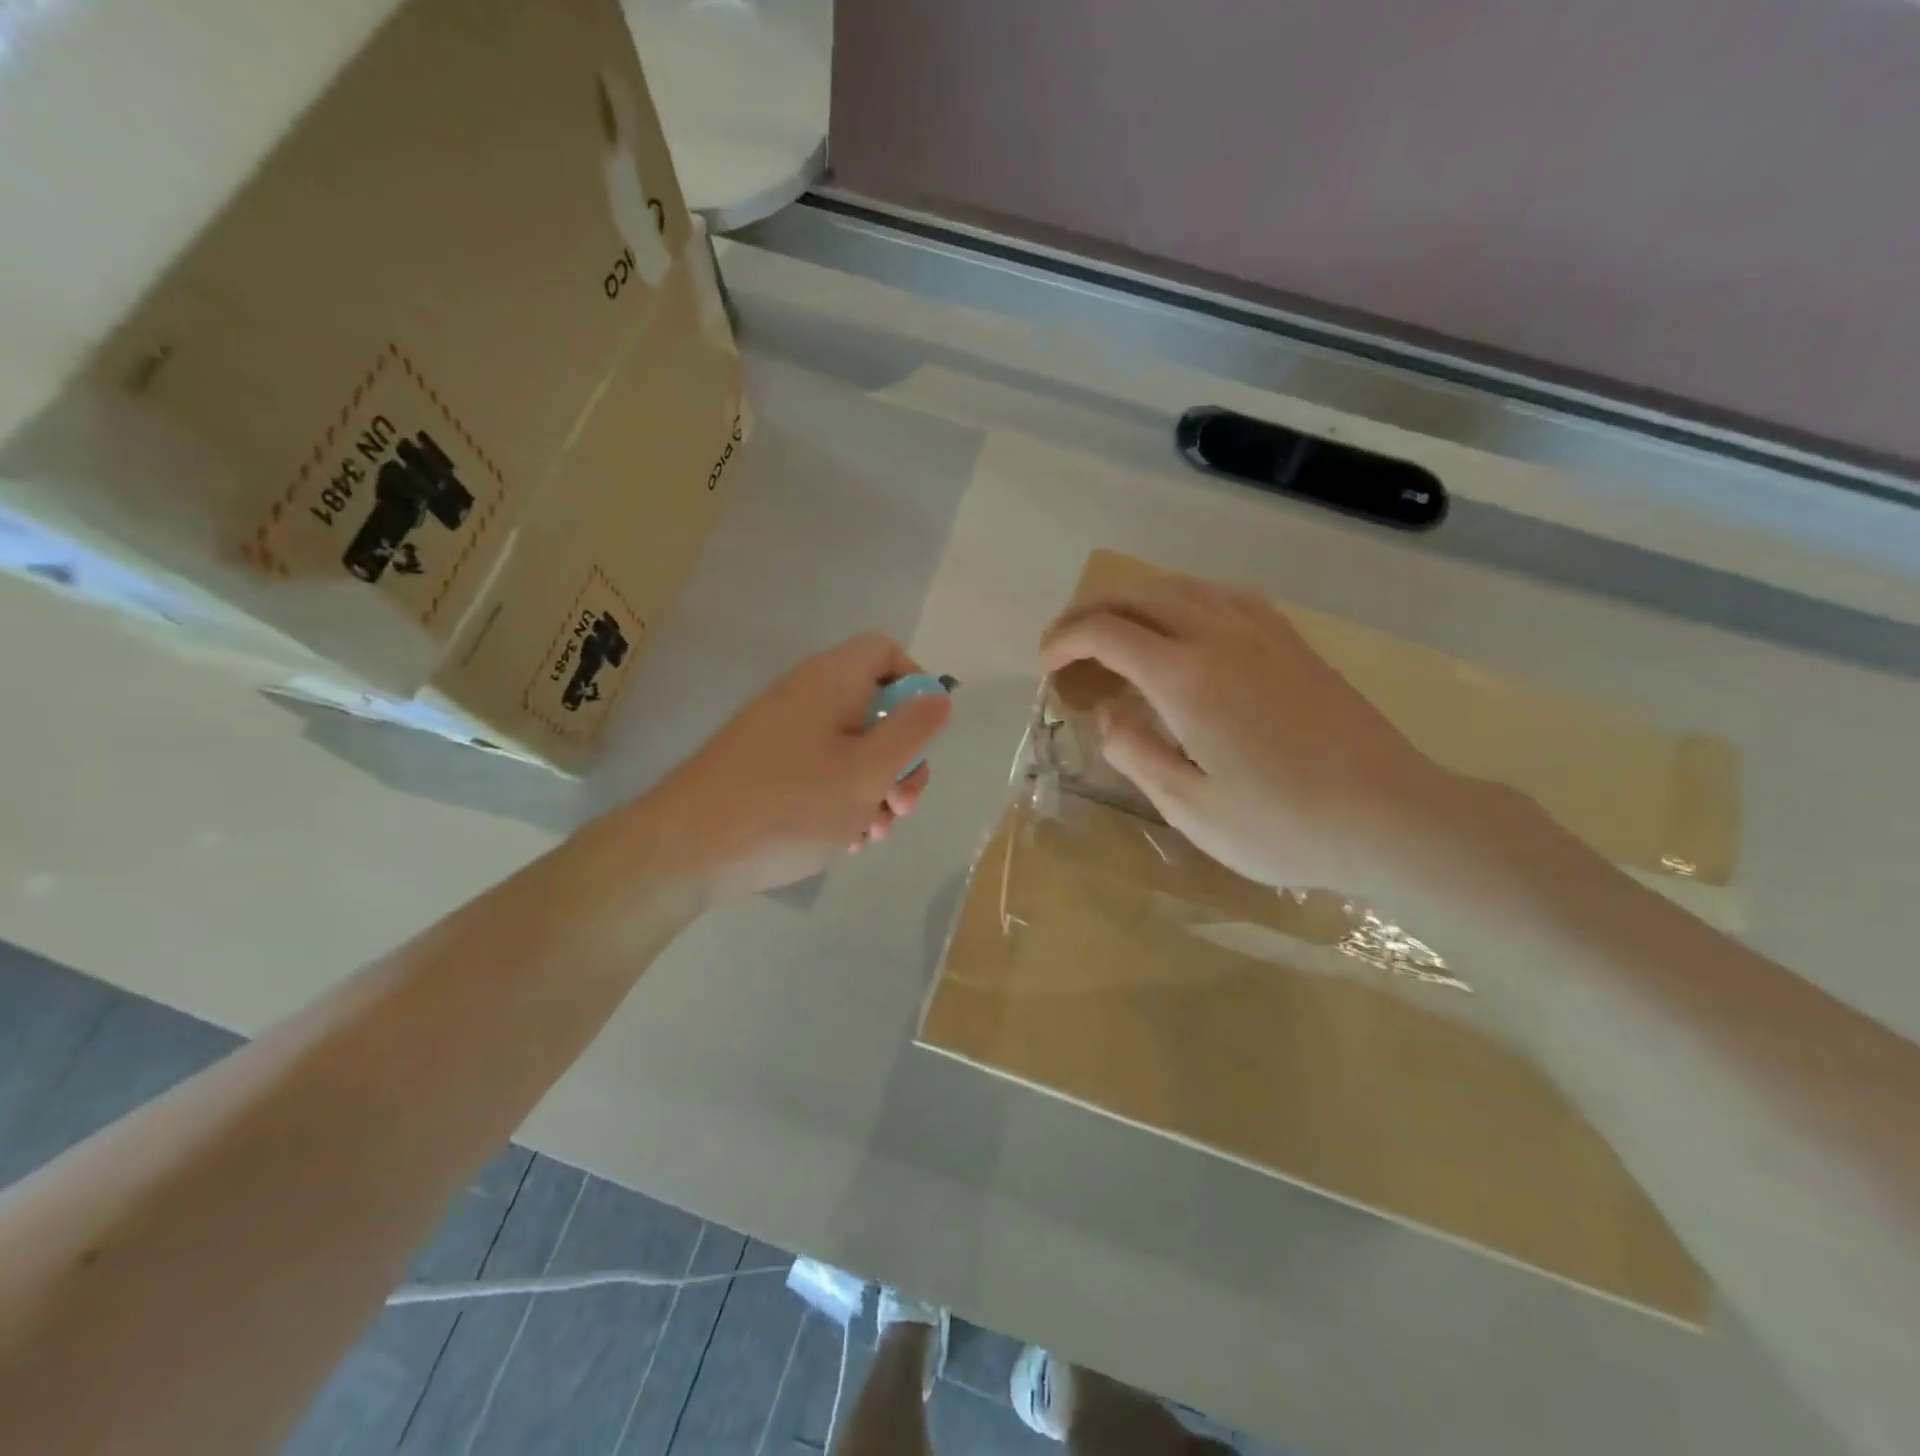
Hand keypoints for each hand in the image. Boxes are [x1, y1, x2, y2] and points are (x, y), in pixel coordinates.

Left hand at [640, 634, 951, 895]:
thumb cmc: (789, 805)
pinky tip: (842, 841)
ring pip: (851, 748)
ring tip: (870, 834)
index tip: (922, 736)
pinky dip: (840, 800)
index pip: (886, 652)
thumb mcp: (867, 771)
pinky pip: (820, 771)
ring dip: (874, 789)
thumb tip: (938, 695)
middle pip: (875, 708)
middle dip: (900, 759)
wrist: (685, 849)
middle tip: (901, 806)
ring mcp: (782, 733)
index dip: (915, 686)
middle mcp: (806, 696)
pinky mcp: (765, 767)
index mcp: (832, 680)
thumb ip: (911, 731)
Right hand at [1040, 574, 1462, 901]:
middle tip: (1068, 644)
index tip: (1046, 665)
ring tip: (1118, 631)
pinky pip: (1226, 597)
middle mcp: (1219, 635)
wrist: (1391, 816)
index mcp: (1185, 675)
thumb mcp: (1189, 807)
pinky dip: (1186, 600)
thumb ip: (1135, 752)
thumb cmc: (1282, 824)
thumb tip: (1108, 715)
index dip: (1065, 641)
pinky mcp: (1294, 643)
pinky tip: (1188, 626)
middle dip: (1092, 611)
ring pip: (1184, 587)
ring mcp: (1263, 633)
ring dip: (1138, 600)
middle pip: (1140, 595)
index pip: (1106, 632)